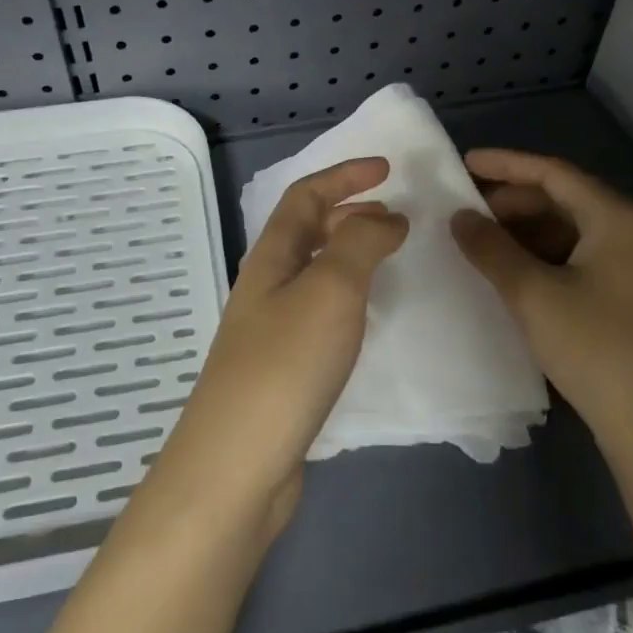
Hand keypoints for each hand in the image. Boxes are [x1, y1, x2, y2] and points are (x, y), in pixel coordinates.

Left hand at [144, 158, 406, 541]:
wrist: (238, 463)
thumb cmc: (285, 365)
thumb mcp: (331, 290)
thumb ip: (360, 243)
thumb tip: (385, 216)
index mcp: (271, 257)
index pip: (305, 196)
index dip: (344, 175)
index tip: (388, 169)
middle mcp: (265, 285)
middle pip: (305, 230)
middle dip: (348, 211)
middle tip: (394, 215)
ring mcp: (270, 329)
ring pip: (312, 271)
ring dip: (348, 252)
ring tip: (388, 256)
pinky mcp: (281, 368)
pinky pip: (318, 310)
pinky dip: (347, 295)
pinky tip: (366, 317)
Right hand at [449, 149, 632, 450]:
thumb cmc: (597, 348)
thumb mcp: (533, 295)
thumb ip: (491, 248)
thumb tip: (460, 216)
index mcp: (619, 218)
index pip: (553, 173)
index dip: (505, 165)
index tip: (463, 163)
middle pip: (565, 199)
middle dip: (513, 202)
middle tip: (467, 212)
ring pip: (573, 230)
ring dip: (527, 231)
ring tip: (483, 243)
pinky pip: (583, 257)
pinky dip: (546, 256)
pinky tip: (516, 273)